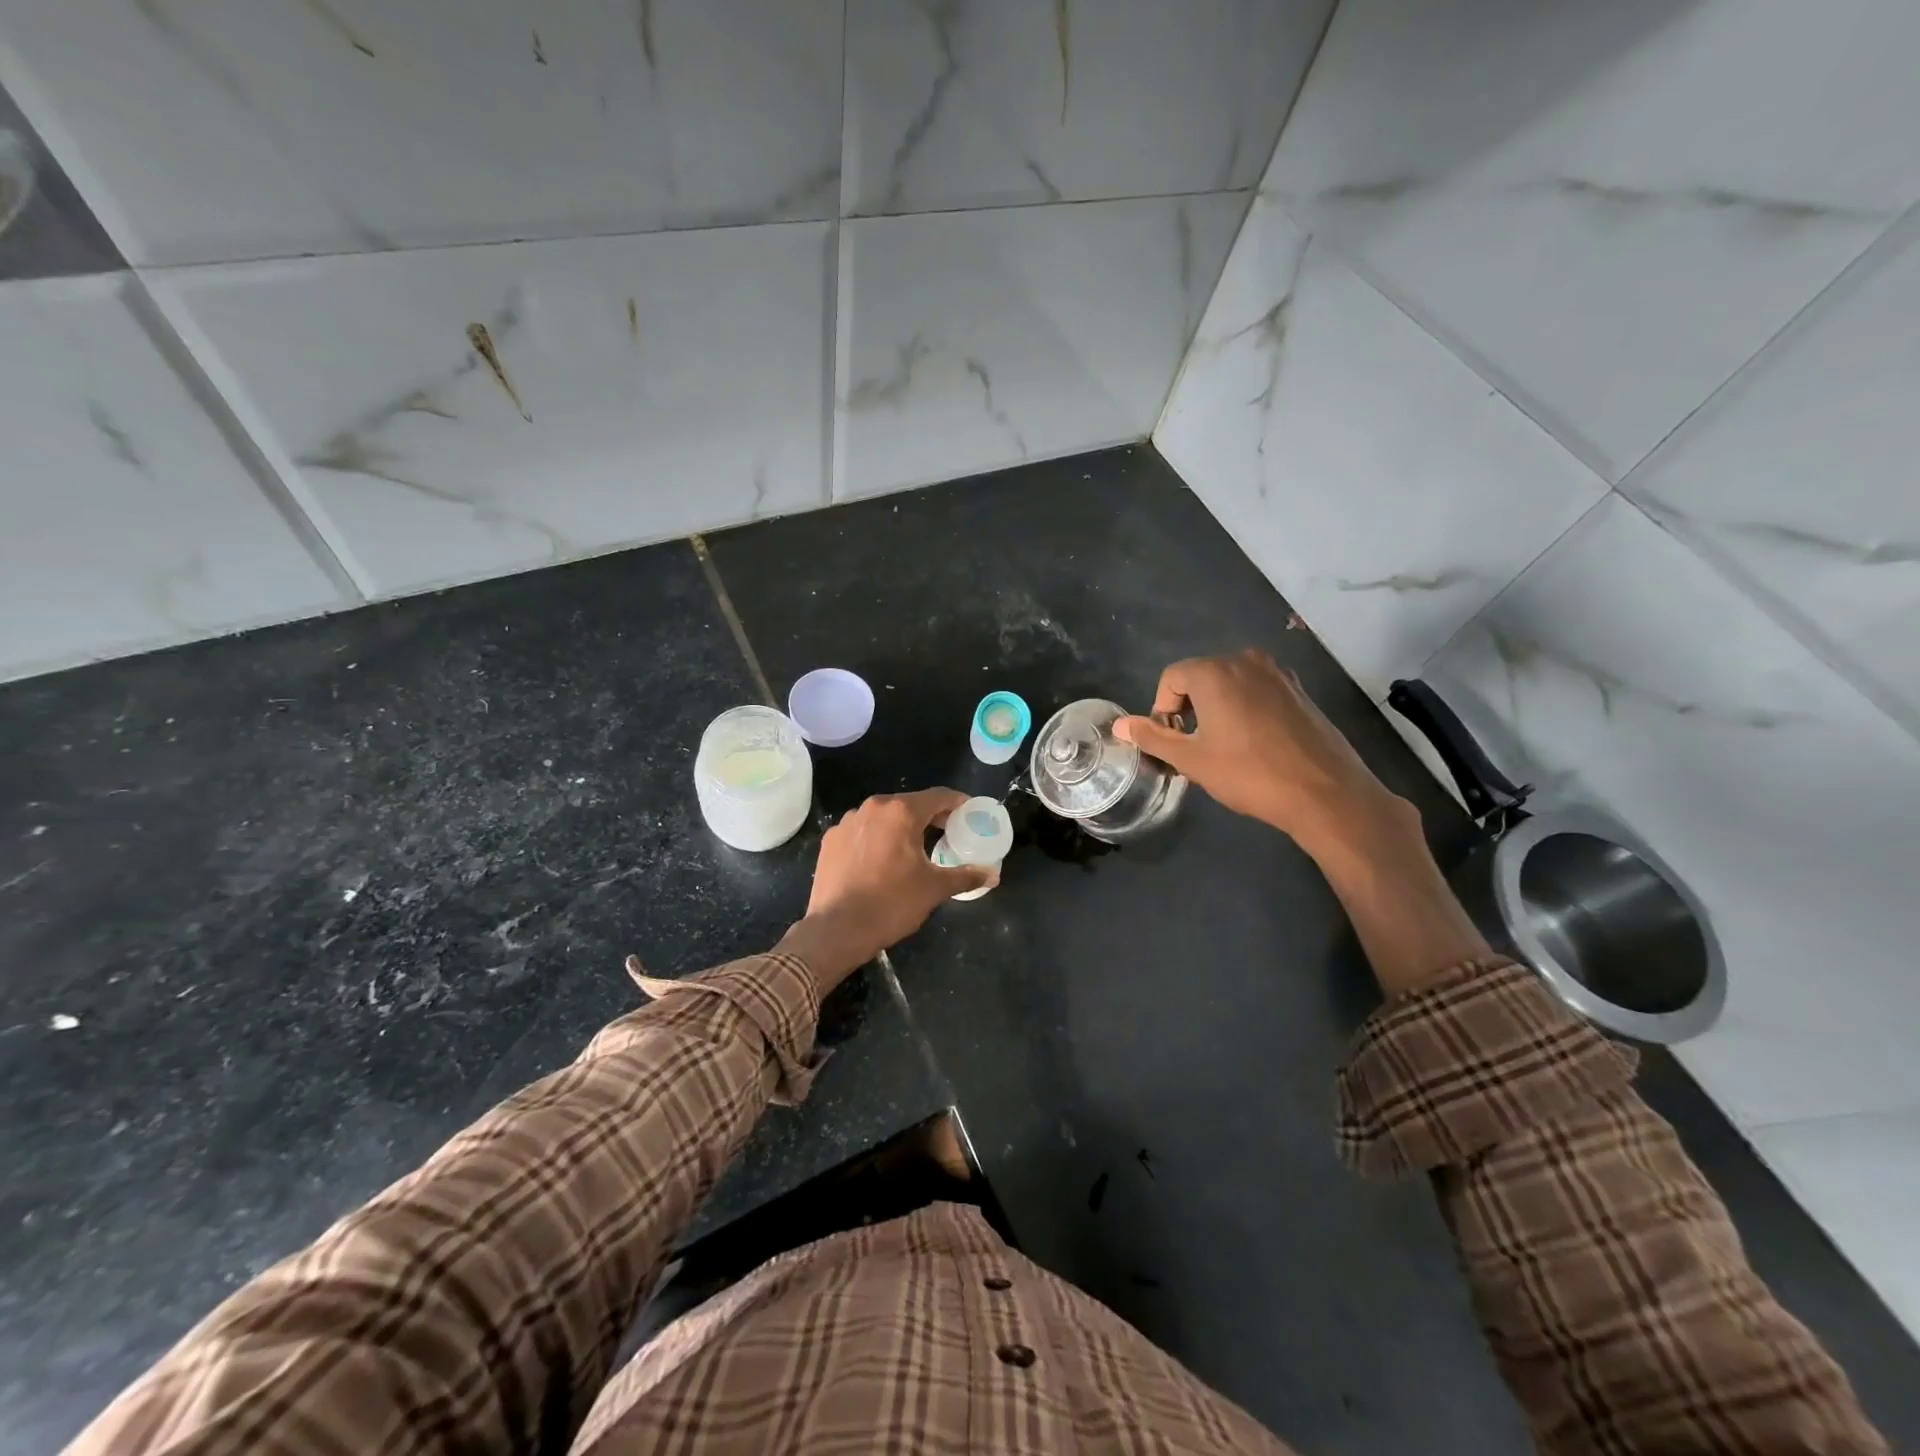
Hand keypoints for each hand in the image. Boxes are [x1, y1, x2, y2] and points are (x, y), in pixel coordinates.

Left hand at [777, 789, 994, 991]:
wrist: (836, 930)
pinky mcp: (831, 840)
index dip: (958, 803)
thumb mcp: (934, 889)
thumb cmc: (891, 904)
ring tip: (914, 848)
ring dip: (901, 827)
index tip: (970, 813)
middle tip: (948, 833)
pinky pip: (862, 831)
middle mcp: (873, 807)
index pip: (938, 796)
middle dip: (931, 817)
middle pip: (910, 804)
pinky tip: (882, 861)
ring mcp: (848, 822)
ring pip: (884, 817)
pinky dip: (877, 839)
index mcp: (901, 812)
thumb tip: (992, 875)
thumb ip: (965, 876)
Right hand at [1115, 649, 1411, 857]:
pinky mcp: (1299, 691)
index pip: (1171, 678)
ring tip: (1221, 747)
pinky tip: (1252, 745)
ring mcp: (1278, 674)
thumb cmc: (1249, 774)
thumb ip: (1152, 738)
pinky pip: (1257, 691)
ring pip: (1230, 684)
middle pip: (1201, 677)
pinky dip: (1244, 709)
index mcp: (1215, 672)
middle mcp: (1246, 661)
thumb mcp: (1192, 760)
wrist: (1325, 793)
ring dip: (1216, 709)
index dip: (1162, 710)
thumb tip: (1120, 725)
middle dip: (1188, 708)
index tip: (1171, 742)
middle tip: (1192, 747)